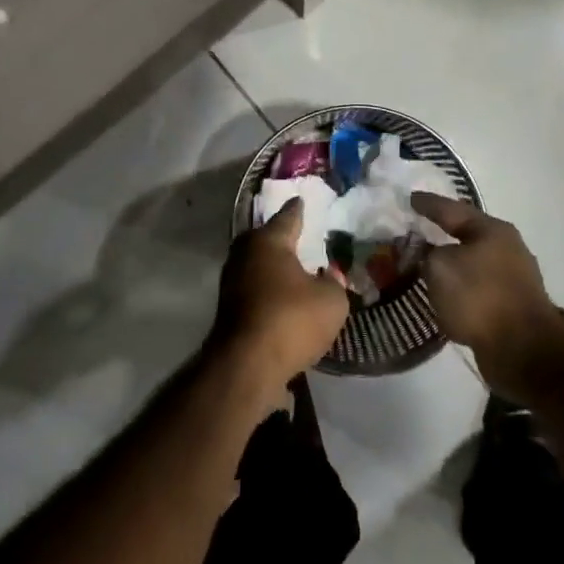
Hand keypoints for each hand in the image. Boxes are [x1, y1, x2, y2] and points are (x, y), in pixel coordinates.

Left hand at [212, 198, 350, 388]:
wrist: (247, 364)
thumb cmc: (292, 319)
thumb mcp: (331, 301)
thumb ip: (334, 284)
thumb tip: (328, 277)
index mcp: (269, 241)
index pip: (287, 217)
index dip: (297, 210)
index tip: (300, 200)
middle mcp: (245, 254)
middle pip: (264, 239)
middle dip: (280, 237)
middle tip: (297, 234)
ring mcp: (232, 282)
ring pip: (256, 265)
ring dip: (273, 267)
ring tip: (293, 268)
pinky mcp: (228, 309)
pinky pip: (254, 289)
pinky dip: (268, 290)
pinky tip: (282, 297)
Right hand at [413, 193, 563, 398]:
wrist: (523, 350)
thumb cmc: (479, 297)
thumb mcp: (440, 267)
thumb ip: (425, 253)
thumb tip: (427, 253)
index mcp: (492, 230)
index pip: (452, 209)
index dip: (428, 204)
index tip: (410, 198)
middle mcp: (507, 248)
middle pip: (467, 233)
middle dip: (442, 231)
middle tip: (418, 228)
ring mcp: (513, 277)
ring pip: (472, 261)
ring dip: (451, 261)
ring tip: (426, 263)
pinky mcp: (512, 305)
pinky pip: (477, 286)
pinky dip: (459, 285)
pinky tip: (445, 292)